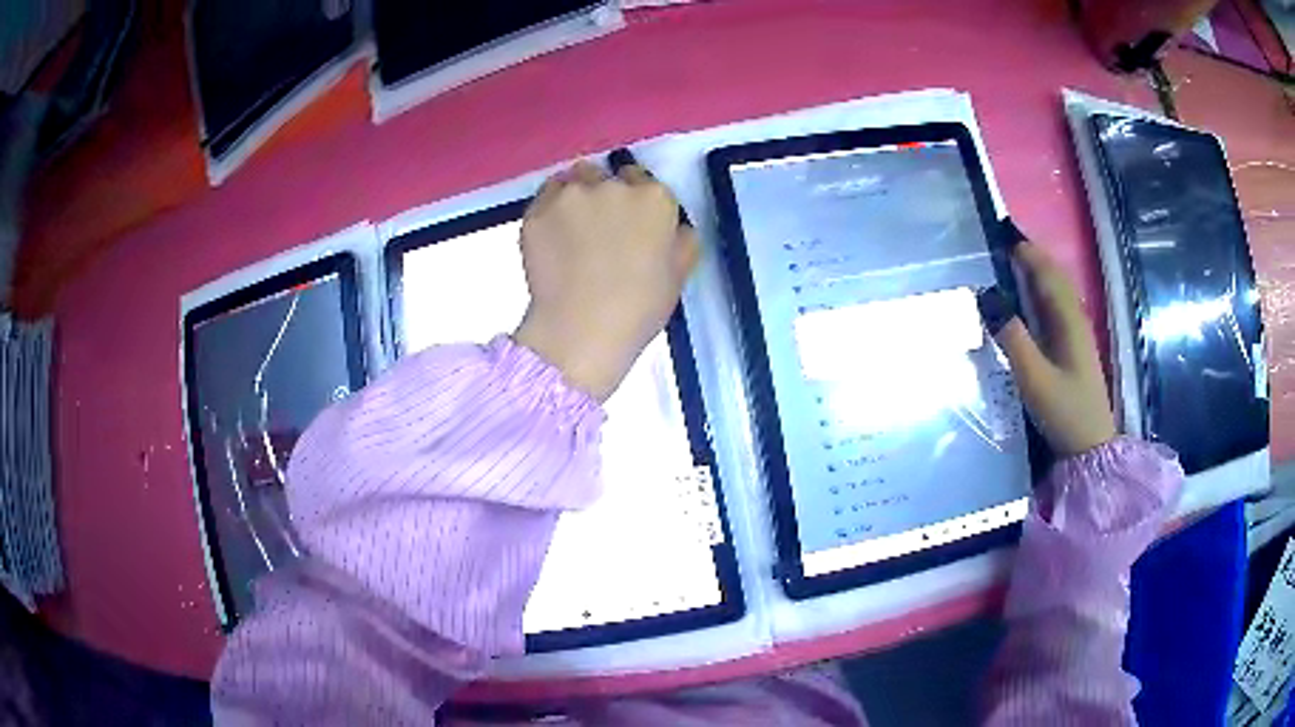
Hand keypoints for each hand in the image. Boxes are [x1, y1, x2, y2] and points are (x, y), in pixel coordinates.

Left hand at [513, 161, 699, 400]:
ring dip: (576, 195)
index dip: (636, 202)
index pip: (643, 181)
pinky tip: (552, 237)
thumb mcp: (679, 275)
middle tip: (599, 229)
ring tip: (572, 229)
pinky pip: (546, 197)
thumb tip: (673, 227)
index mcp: (654, 199)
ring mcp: (571, 195)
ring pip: (574, 179)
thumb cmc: (638, 309)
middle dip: (605, 194)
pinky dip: (550, 210)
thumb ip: (680, 239)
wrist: (581, 330)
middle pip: (607, 176)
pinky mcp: (538, 210)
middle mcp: (613, 185)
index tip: (629, 223)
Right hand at [983, 233, 1116, 456]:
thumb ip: (1011, 337)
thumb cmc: (1064, 412)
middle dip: (1030, 253)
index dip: (1024, 248)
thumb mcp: (1034, 378)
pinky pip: (1055, 306)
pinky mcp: (1073, 347)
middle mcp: (1074, 318)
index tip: (998, 230)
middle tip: (1001, 240)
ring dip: (1035, 270)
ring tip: (1010, 260)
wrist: (1091, 448)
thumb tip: (985, 294)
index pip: (1045, 271)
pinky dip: (1040, 291)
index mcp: (1068, 319)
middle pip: (1053, 275)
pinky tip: (1028, 298)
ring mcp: (1076, 333)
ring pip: (1056, 289)